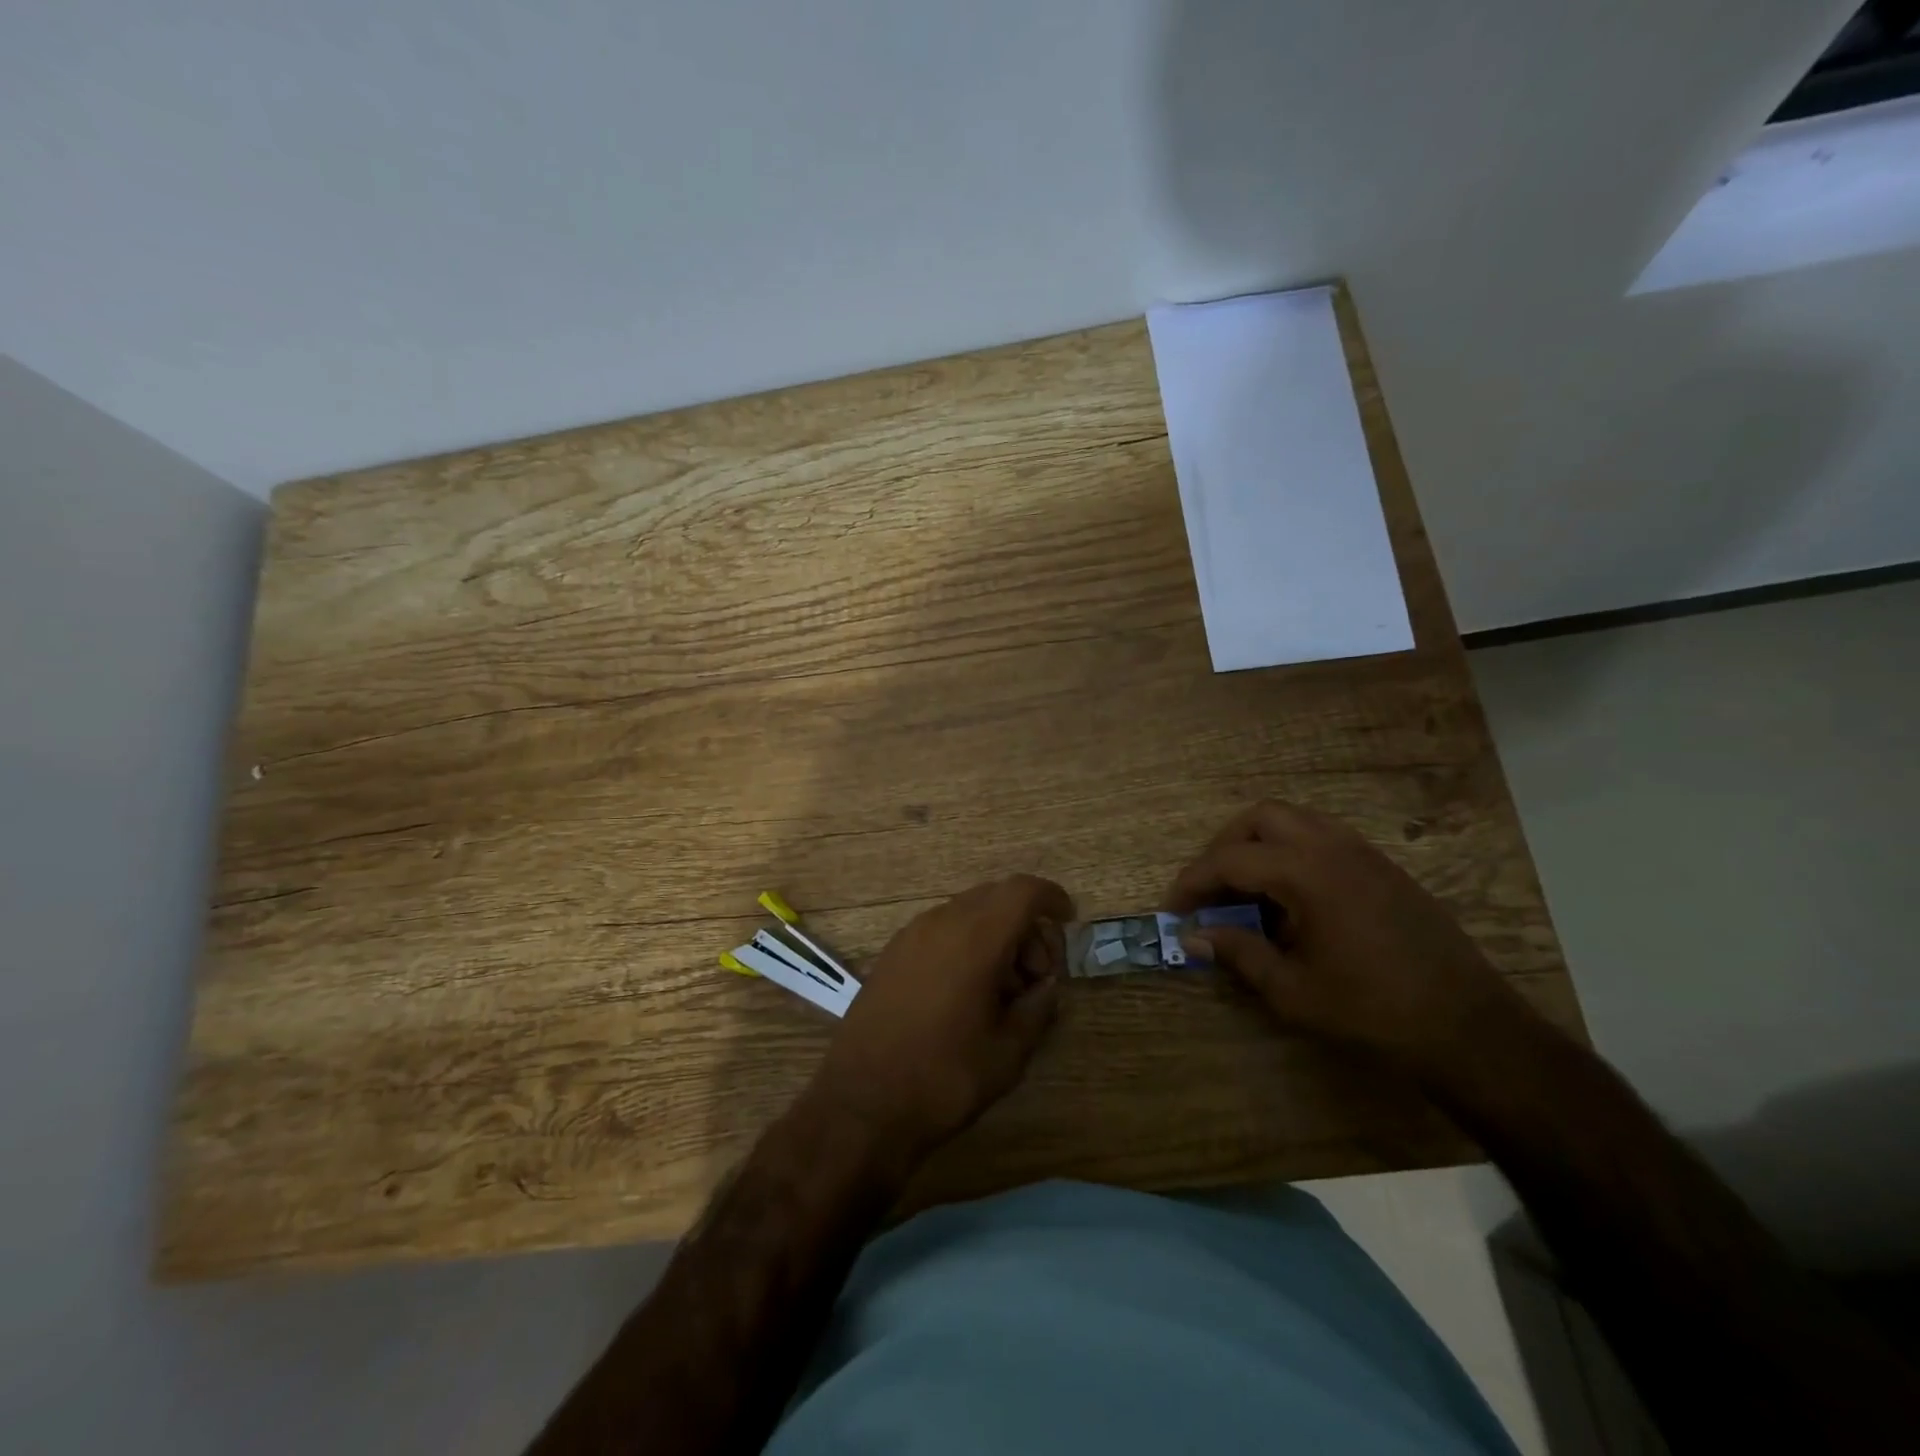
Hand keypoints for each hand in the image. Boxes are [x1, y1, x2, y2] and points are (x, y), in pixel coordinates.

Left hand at [809, 874, 1074, 1163]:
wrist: (859, 1104)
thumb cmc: (944, 1077)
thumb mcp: (1008, 1051)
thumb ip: (1038, 1007)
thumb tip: (1046, 986)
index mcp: (975, 937)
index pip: (1023, 891)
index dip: (1052, 898)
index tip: (1069, 923)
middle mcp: (941, 922)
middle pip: (996, 898)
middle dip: (1026, 925)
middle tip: (1038, 975)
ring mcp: (911, 935)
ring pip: (967, 913)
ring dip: (996, 936)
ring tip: (1004, 991)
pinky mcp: (891, 954)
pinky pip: (941, 930)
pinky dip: (966, 944)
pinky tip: (968, 992)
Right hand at [1164, 801, 1524, 1079]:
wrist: (1467, 1027)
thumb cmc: (1371, 1011)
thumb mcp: (1291, 990)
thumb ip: (1237, 953)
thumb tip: (1192, 935)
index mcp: (1306, 872)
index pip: (1229, 860)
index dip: (1192, 882)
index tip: (1172, 908)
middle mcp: (1333, 847)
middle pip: (1260, 818)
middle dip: (1224, 846)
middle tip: (1210, 888)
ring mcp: (1364, 853)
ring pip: (1295, 820)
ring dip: (1260, 844)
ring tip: (1246, 890)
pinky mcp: (1383, 868)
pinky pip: (1323, 838)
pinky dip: (1292, 852)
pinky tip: (1291, 899)